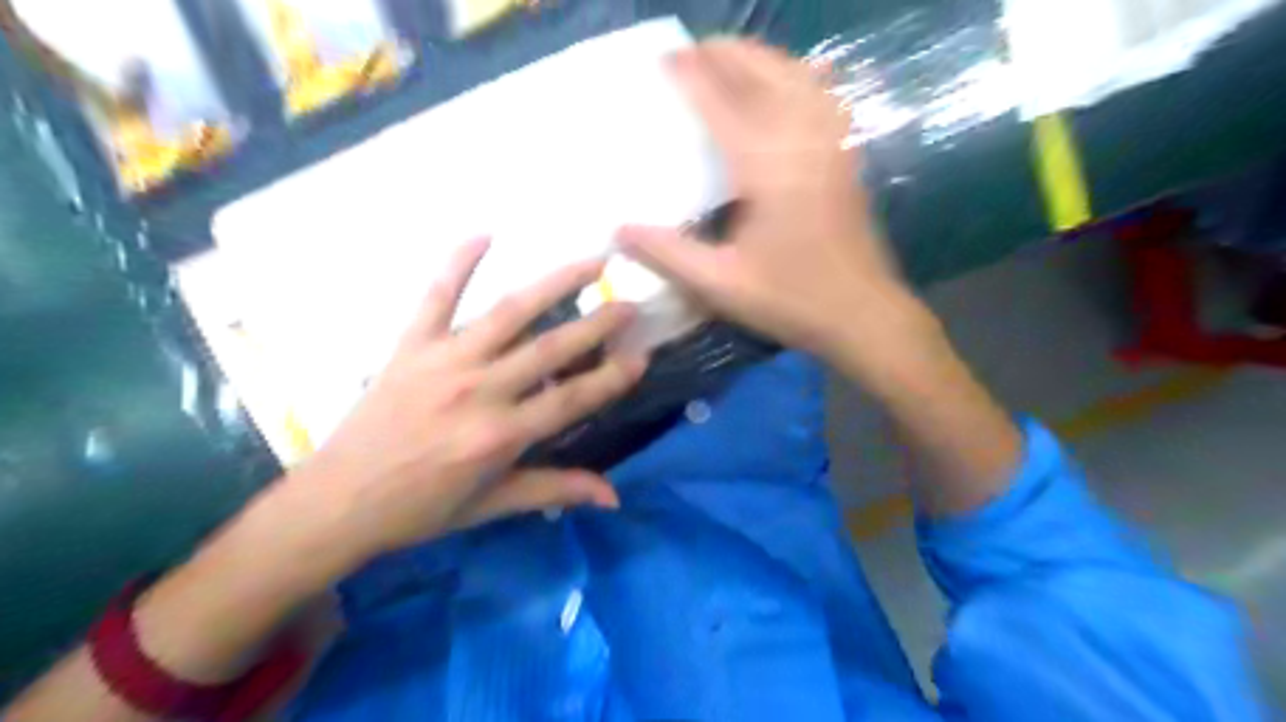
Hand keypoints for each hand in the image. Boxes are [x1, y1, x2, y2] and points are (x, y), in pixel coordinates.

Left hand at [295, 236, 653, 564]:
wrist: (336, 502)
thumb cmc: (420, 509)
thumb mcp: (492, 506)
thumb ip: (555, 490)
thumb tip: (613, 497)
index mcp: (499, 435)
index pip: (571, 401)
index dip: (611, 380)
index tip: (641, 357)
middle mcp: (478, 391)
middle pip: (549, 349)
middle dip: (597, 324)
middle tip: (630, 303)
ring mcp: (444, 361)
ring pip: (508, 313)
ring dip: (553, 284)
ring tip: (590, 261)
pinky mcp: (410, 346)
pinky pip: (436, 297)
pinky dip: (458, 263)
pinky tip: (485, 234)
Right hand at [614, 37, 923, 361]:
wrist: (862, 315)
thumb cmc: (790, 300)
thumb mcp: (720, 284)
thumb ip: (668, 254)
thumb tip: (619, 230)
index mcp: (766, 167)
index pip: (723, 104)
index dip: (693, 76)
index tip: (665, 57)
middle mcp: (802, 141)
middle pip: (764, 74)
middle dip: (727, 53)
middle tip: (692, 50)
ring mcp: (832, 144)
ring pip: (798, 77)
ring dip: (762, 59)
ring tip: (731, 60)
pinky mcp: (847, 157)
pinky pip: (823, 97)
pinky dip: (800, 78)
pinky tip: (790, 84)